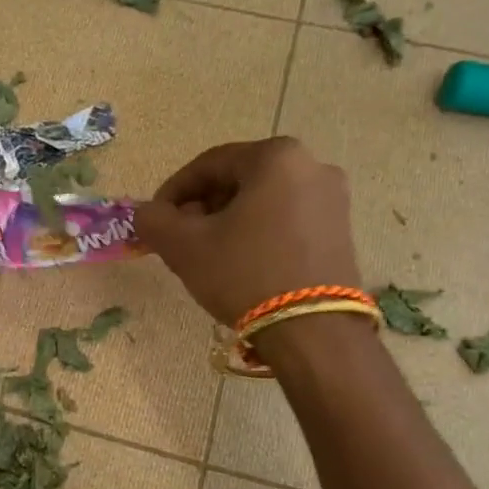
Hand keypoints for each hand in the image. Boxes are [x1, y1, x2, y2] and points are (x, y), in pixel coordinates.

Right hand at [136, 138, 361, 326]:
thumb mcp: (185, 246)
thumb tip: (147, 213)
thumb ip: (153, 220)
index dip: (172, 191)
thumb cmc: (245, 274)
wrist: (313, 331)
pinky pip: (286, 221)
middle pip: (237, 181)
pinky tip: (240, 265)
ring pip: (262, 202)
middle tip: (179, 240)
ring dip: (227, 222)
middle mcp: (312, 166)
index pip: (208, 164)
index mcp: (276, 157)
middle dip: (202, 208)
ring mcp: (333, 200)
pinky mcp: (341, 232)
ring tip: (206, 256)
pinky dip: (257, 235)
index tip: (154, 220)